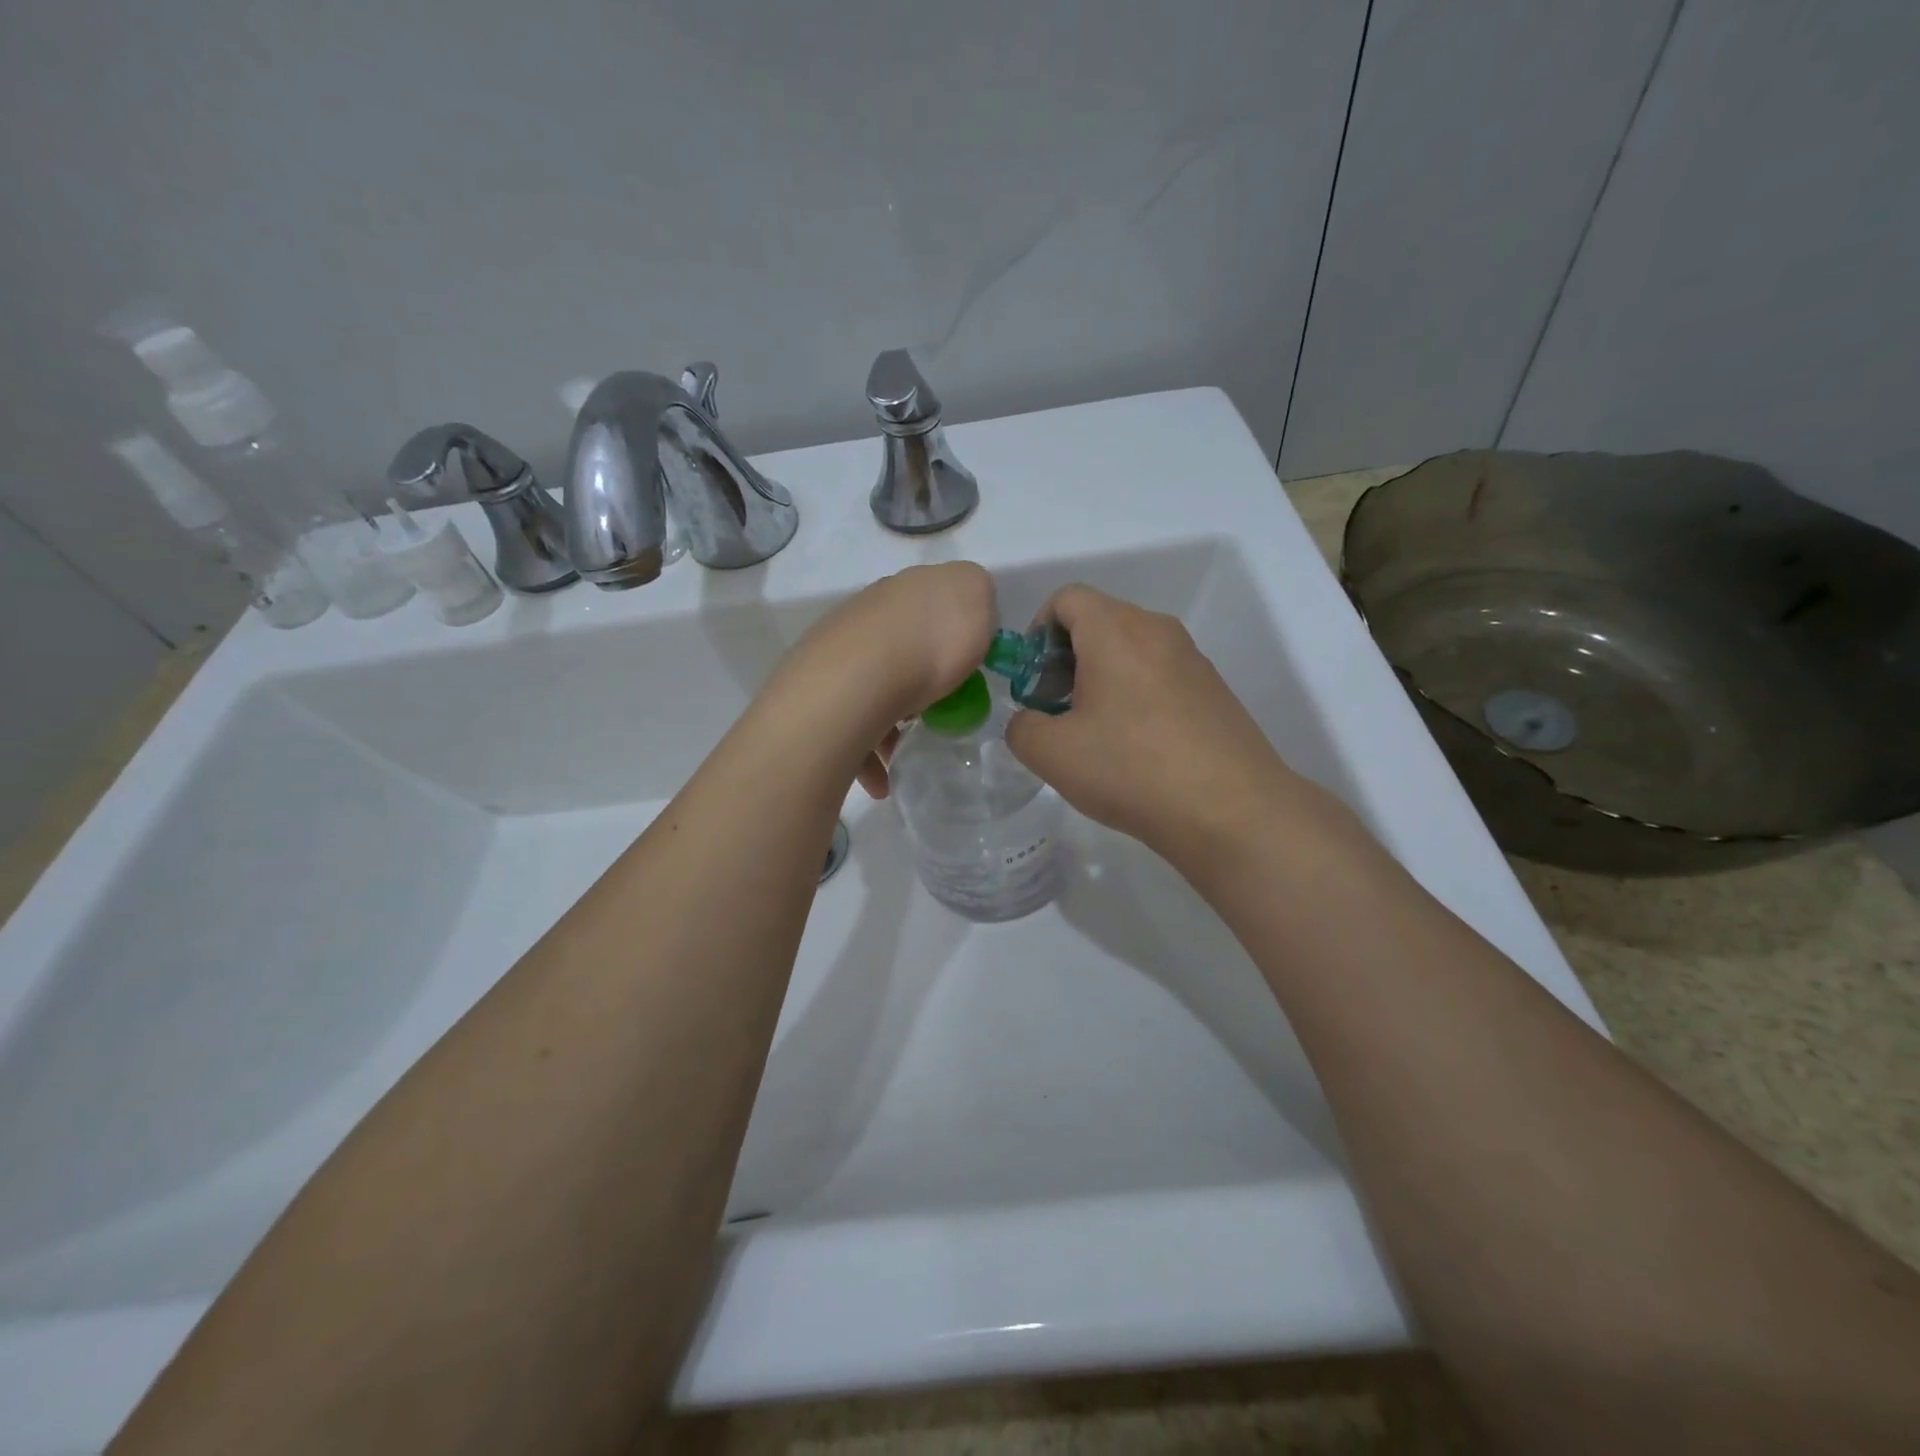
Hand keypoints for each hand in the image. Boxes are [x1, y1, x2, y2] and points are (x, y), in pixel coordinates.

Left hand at [776, 561, 996, 795]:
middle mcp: (868, 612)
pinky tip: (882, 779)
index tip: (968, 666)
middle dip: (920, 677)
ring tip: (906, 751)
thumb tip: (965, 609)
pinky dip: (868, 752)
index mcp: (908, 588)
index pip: (934, 600)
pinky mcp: (820, 690)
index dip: (954, 630)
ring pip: (874, 686)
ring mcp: (839, 650)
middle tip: (939, 708)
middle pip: (903, 644)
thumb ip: (977, 596)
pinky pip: (852, 723)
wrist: (857, 682)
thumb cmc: (930, 642)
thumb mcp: (977, 598)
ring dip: (891, 721)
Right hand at [1003, 585, 1301, 865]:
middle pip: (1099, 622)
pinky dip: (1135, 695)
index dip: (1037, 632)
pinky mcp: (1213, 688)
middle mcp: (1157, 629)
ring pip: (1131, 649)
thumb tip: (1032, 721)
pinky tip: (1136, 748)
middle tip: (1056, 711)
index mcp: (1114, 629)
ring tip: (1095, 734)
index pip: (1066, 599)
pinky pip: (1160, 674)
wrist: (1230, 809)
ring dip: (1101, 679)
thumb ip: (1021, 727)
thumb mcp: (1051, 753)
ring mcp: (1192, 658)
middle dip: (1066, 659)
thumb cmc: (1131, 769)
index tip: (1033, 681)